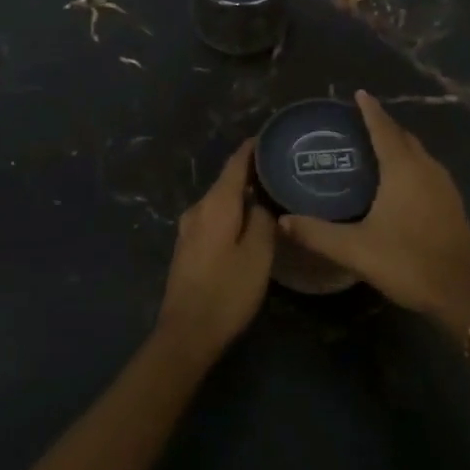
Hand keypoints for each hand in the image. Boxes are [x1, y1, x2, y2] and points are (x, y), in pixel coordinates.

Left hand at [156, 140, 275, 363]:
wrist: (186, 334)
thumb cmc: (227, 291)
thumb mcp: (258, 255)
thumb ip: (264, 220)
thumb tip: (264, 200)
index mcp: (216, 204)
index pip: (235, 163)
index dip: (253, 148)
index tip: (273, 136)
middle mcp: (198, 209)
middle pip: (227, 181)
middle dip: (252, 173)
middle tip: (283, 169)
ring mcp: (189, 228)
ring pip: (221, 201)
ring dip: (243, 195)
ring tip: (271, 194)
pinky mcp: (188, 247)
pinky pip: (214, 218)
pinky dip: (233, 212)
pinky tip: (249, 222)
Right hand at [278, 91, 469, 337]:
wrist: (462, 294)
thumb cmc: (408, 262)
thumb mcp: (356, 250)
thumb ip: (317, 234)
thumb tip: (283, 221)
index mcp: (403, 170)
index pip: (383, 129)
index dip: (370, 110)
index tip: (359, 93)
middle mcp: (426, 169)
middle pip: (403, 136)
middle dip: (383, 125)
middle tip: (359, 122)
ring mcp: (444, 186)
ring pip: (418, 153)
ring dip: (399, 144)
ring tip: (375, 147)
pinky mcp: (452, 203)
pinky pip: (427, 169)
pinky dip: (410, 162)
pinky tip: (399, 180)